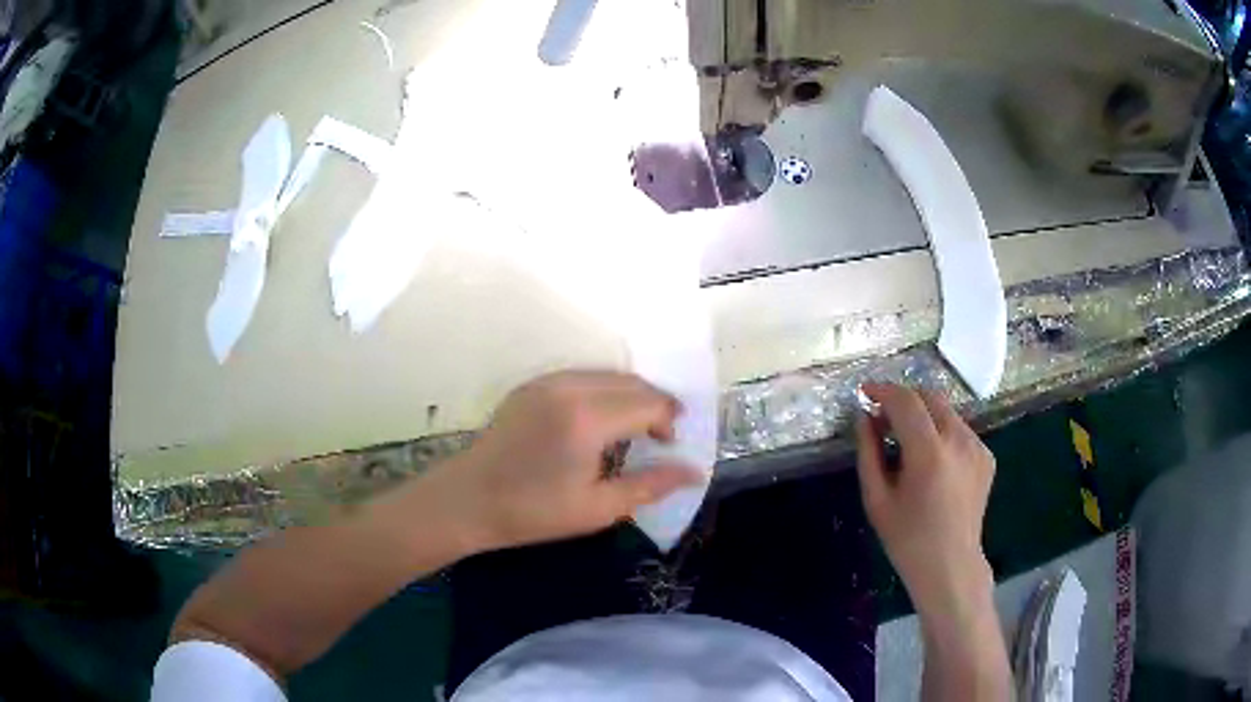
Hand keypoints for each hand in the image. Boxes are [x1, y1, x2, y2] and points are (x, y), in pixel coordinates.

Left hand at [418, 371, 706, 552]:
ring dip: (629, 396)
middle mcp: (570, 387)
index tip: (669, 448)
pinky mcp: (532, 385)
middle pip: (631, 382)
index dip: (669, 421)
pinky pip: (582, 377)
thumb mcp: (598, 508)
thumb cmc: (534, 512)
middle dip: (654, 405)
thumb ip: (651, 485)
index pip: (649, 402)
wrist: (468, 500)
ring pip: (607, 375)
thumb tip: (695, 472)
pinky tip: (597, 422)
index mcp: (588, 418)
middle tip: (657, 439)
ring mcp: (547, 381)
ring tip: (630, 431)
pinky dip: (602, 392)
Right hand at [855, 384, 995, 613]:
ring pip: (946, 412)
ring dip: (923, 416)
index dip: (883, 390)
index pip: (906, 401)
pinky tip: (933, 462)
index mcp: (929, 453)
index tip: (865, 393)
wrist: (950, 565)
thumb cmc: (907, 539)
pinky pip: (959, 430)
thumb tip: (864, 417)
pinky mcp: (987, 455)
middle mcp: (959, 441)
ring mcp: (977, 447)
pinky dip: (941, 433)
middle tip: (884, 419)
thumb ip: (868, 453)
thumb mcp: (876, 499)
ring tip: (907, 443)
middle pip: (929, 396)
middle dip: (904, 399)